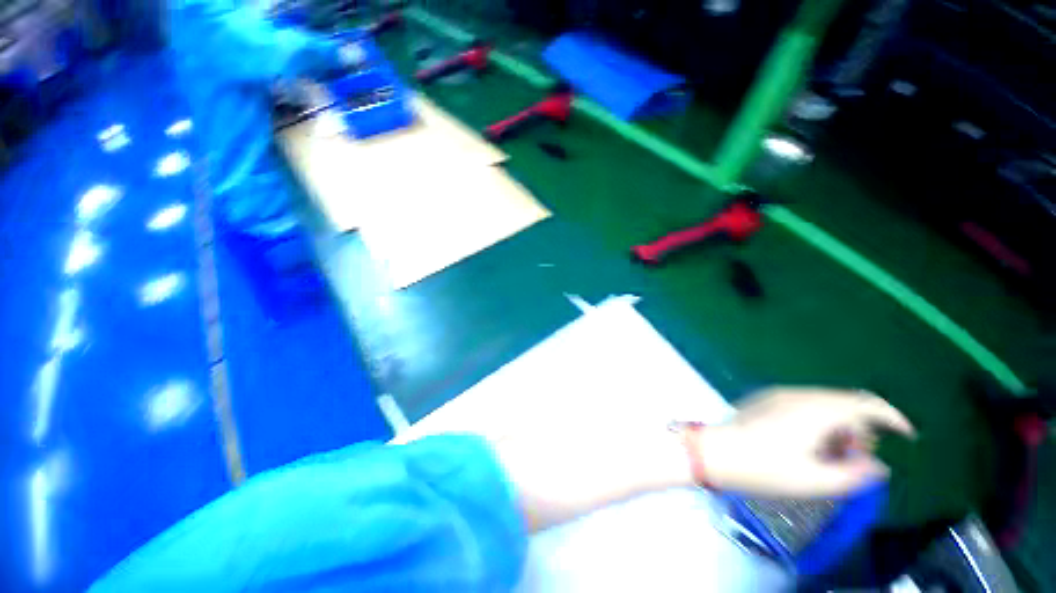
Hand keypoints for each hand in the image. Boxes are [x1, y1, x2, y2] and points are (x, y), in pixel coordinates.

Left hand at [696, 388, 914, 496]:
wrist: (715, 452)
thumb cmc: (764, 469)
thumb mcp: (815, 481)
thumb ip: (854, 474)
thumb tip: (877, 466)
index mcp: (816, 410)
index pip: (865, 403)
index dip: (892, 417)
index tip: (907, 436)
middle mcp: (799, 394)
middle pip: (845, 404)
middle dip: (860, 430)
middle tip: (855, 458)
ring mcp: (779, 394)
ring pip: (825, 404)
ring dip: (838, 426)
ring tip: (830, 455)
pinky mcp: (765, 398)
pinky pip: (805, 404)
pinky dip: (818, 421)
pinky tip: (808, 443)